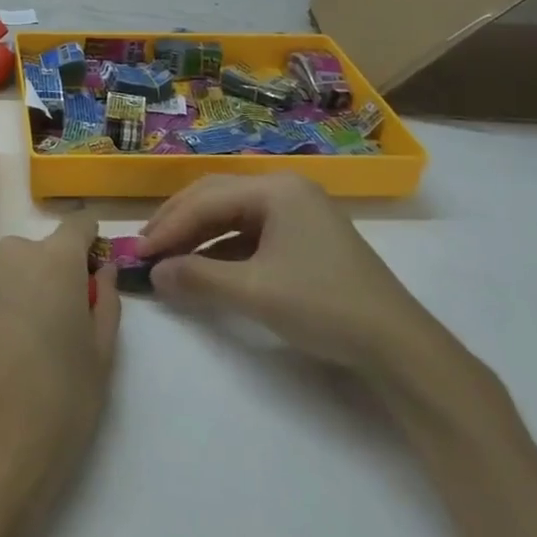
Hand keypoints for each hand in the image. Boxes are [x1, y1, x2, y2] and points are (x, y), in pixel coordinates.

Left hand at [0, 214, 119, 508]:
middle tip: (50, 327)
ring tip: (12, 345)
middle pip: (35, 252)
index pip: (77, 225)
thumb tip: (101, 268)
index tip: (90, 263)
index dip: (87, 241)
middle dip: (46, 276)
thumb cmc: (59, 405)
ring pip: (0, 271)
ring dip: (10, 291)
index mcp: (56, 260)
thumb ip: (105, 299)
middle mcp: (10, 253)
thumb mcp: (101, 356)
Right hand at [138, 174, 421, 371]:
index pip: (206, 200)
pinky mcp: (304, 237)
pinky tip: (205, 267)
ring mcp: (298, 212)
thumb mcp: (254, 293)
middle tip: (145, 248)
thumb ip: (198, 279)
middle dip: (178, 222)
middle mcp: (285, 189)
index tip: (137, 252)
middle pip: (216, 197)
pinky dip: (222, 248)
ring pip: (232, 215)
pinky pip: (251, 232)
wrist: (399, 347)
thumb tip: (153, 274)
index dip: (168, 226)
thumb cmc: (324, 306)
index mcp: (276, 189)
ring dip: (198, 235)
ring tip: (168, 257)